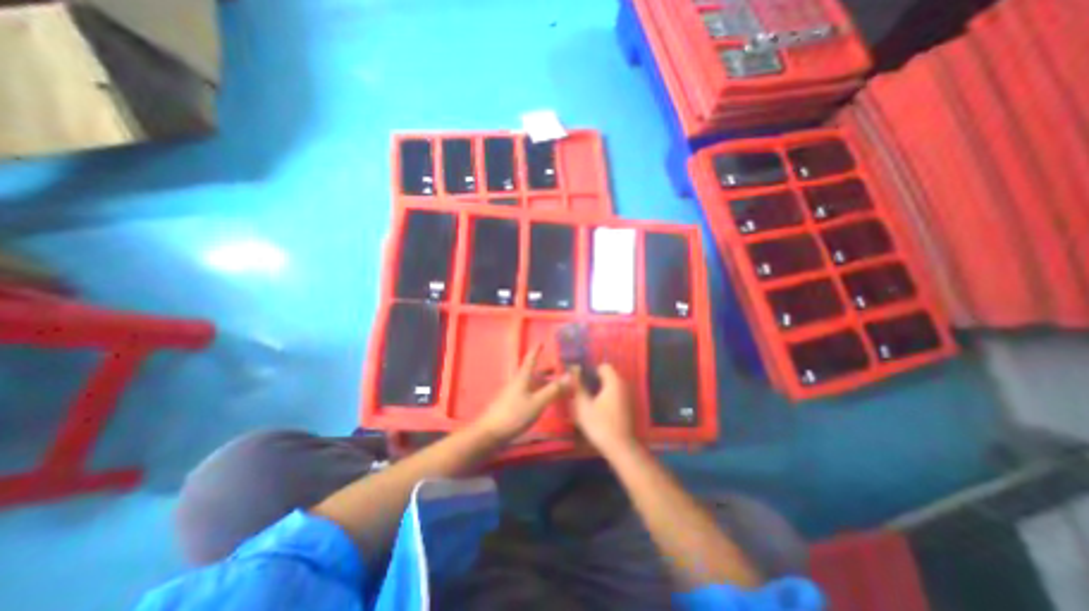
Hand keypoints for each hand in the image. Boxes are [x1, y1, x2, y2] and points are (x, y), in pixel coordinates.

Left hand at [479, 345, 578, 444]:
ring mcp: (514, 394)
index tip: (541, 342)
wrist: (490, 433)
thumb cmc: (514, 414)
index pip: (531, 359)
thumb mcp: (537, 402)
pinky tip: (545, 400)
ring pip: (532, 384)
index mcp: (523, 377)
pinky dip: (540, 392)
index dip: (536, 350)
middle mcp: (518, 382)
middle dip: (546, 370)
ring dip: (544, 382)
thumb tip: (570, 375)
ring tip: (557, 386)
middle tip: (559, 369)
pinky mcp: (513, 405)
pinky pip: (530, 393)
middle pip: (533, 372)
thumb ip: (553, 390)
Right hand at [570, 363, 640, 458]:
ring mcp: (628, 397)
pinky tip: (598, 412)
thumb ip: (578, 386)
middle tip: (581, 392)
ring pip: (611, 387)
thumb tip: (572, 371)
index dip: (590, 371)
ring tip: (588, 402)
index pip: (603, 366)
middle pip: (607, 376)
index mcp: (614, 382)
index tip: (581, 382)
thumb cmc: (600, 425)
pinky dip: (607, 399)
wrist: (621, 448)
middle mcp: (624, 386)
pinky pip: (616, 396)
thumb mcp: (583, 406)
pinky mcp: (629, 408)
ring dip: (600, 391)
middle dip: (594, 382)